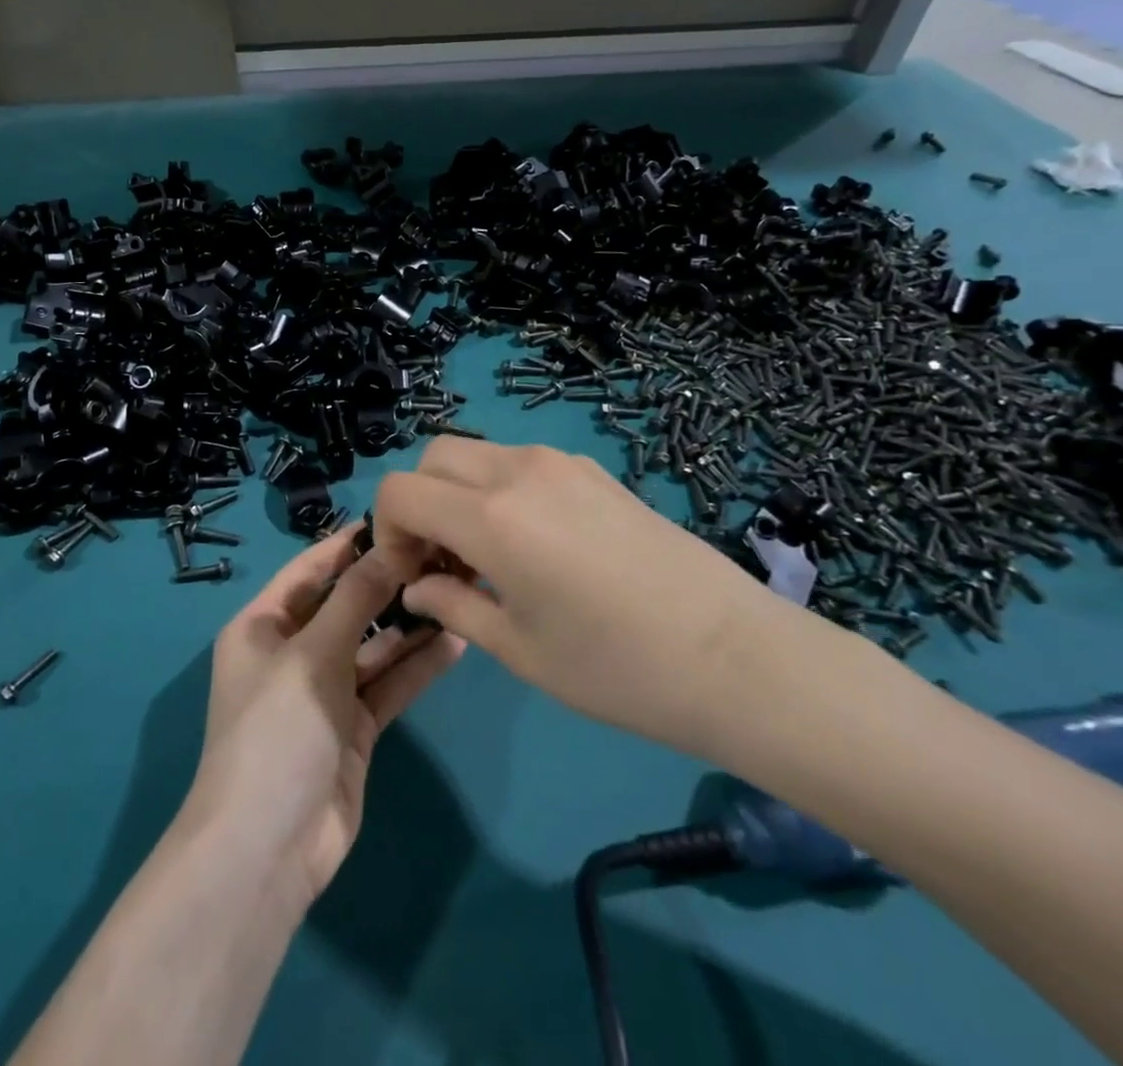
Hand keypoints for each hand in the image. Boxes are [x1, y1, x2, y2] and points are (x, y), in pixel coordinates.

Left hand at [182, 526, 464, 913]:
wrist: (268, 847)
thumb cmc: (276, 730)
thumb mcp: (313, 654)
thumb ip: (354, 599)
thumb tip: (390, 548)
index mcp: (263, 626)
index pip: (309, 570)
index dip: (348, 544)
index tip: (396, 518)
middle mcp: (292, 652)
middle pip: (345, 605)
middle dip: (387, 583)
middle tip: (441, 554)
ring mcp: (326, 691)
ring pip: (373, 645)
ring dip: (408, 623)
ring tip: (457, 589)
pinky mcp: (355, 727)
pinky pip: (388, 684)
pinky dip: (416, 665)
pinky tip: (455, 639)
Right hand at [374, 439, 784, 758]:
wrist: (735, 656)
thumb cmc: (617, 668)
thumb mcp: (519, 649)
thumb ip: (452, 606)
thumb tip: (417, 587)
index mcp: (492, 517)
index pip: (401, 491)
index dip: (386, 531)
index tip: (409, 575)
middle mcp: (519, 471)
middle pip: (434, 458)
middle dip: (418, 503)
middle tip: (439, 562)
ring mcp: (561, 463)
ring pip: (478, 455)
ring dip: (459, 494)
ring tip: (485, 556)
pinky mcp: (594, 470)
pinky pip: (521, 463)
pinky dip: (500, 490)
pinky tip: (533, 545)